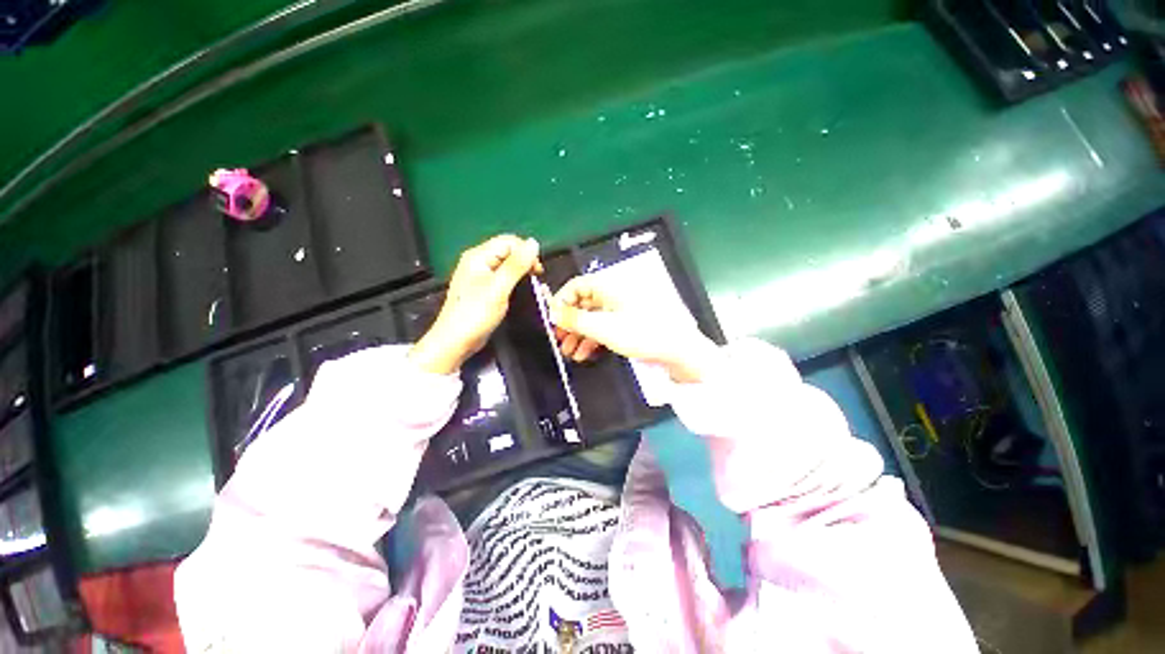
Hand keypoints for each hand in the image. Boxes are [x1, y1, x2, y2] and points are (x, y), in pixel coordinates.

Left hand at [410, 235, 541, 374]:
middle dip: (525, 262)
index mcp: (478, 256)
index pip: (508, 241)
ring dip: (521, 272)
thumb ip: (516, 265)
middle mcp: (478, 261)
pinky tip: (520, 291)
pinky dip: (514, 281)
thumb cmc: (475, 314)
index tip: (537, 271)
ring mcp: (480, 275)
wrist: (456, 341)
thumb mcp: (499, 288)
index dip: (526, 252)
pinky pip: (503, 277)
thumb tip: (533, 243)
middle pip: (508, 251)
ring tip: (530, 286)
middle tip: (536, 279)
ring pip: (507, 265)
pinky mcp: (483, 288)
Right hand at [549, 276, 717, 382]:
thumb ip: (575, 320)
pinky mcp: (626, 325)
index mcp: (608, 288)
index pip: (576, 286)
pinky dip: (591, 340)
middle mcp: (612, 295)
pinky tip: (584, 354)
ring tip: (568, 352)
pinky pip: (603, 328)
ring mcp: (620, 311)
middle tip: (558, 339)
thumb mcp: (604, 328)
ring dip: (578, 334)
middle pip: (583, 303)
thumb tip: (552, 312)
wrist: (677, 351)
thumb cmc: (641, 334)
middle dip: (569, 322)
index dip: (561, 300)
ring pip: (592, 318)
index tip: (552, 320)